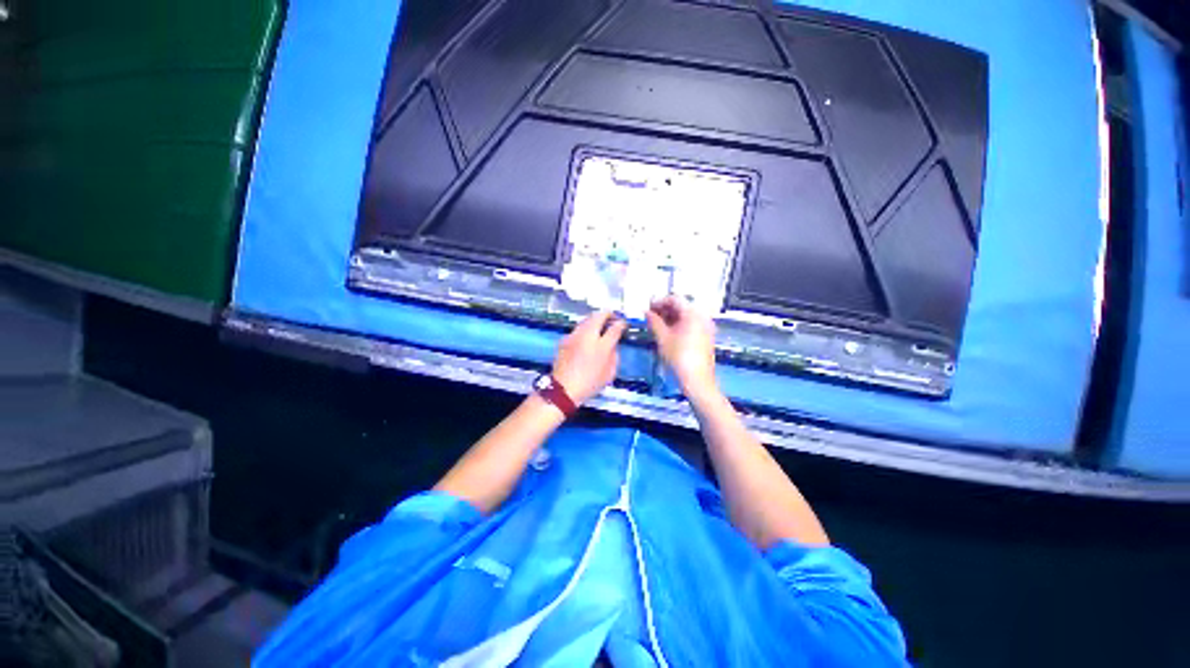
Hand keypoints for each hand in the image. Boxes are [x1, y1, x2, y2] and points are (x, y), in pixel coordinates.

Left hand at [552, 311, 626, 405]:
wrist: (563, 389)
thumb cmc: (589, 383)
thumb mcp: (609, 373)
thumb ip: (614, 355)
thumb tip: (613, 345)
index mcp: (602, 345)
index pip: (615, 327)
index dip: (621, 323)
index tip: (624, 323)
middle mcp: (587, 335)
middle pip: (598, 316)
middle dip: (607, 314)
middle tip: (612, 319)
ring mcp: (574, 335)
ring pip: (586, 319)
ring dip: (595, 320)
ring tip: (600, 327)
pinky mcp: (564, 340)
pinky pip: (578, 329)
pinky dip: (585, 329)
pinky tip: (586, 338)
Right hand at [645, 296, 717, 397]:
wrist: (697, 379)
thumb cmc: (679, 356)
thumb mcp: (662, 338)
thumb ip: (654, 321)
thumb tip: (647, 312)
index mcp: (693, 313)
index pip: (674, 299)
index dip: (659, 302)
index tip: (648, 309)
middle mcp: (702, 316)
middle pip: (682, 306)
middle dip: (665, 309)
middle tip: (651, 317)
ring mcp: (706, 326)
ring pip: (686, 315)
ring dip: (671, 317)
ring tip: (657, 325)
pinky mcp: (707, 336)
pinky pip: (692, 323)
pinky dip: (680, 324)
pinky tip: (669, 333)